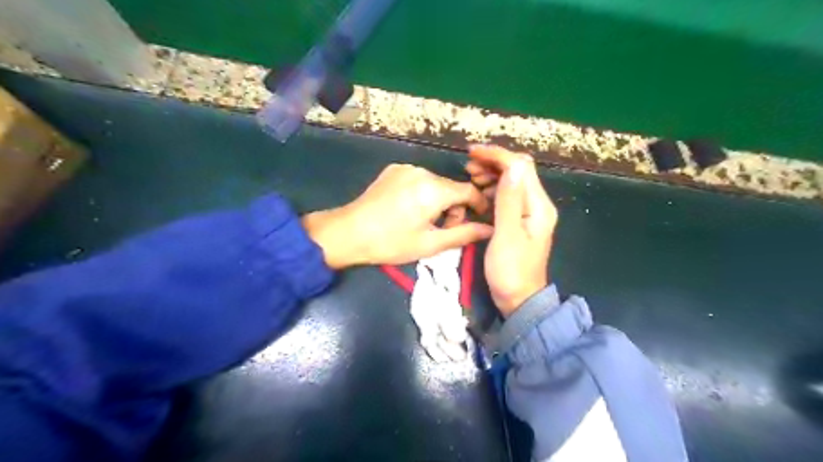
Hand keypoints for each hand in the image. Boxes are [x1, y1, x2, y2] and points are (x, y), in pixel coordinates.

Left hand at [304, 163, 490, 268]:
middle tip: (442, 230)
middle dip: (454, 208)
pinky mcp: (393, 169)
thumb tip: (490, 229)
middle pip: (451, 188)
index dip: (479, 205)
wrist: (348, 233)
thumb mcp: (430, 243)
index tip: (479, 220)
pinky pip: (419, 179)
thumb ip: (464, 234)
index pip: (469, 190)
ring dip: (438, 201)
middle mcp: (422, 171)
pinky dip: (422, 193)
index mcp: (434, 190)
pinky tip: (408, 209)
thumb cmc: (391, 243)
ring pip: (435, 184)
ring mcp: (406, 168)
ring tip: (423, 221)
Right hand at [465, 145, 555, 317]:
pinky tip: (479, 193)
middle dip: (493, 162)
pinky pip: (508, 195)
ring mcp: (530, 212)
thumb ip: (509, 201)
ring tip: (471, 177)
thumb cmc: (511, 271)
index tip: (472, 153)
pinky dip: (493, 188)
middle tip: (468, 166)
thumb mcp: (506, 235)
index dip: (497, 156)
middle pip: (518, 171)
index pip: (521, 167)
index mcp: (538, 206)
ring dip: (492, 174)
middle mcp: (538, 204)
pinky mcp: (520, 220)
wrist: (519, 299)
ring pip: (512, 181)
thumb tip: (512, 166)